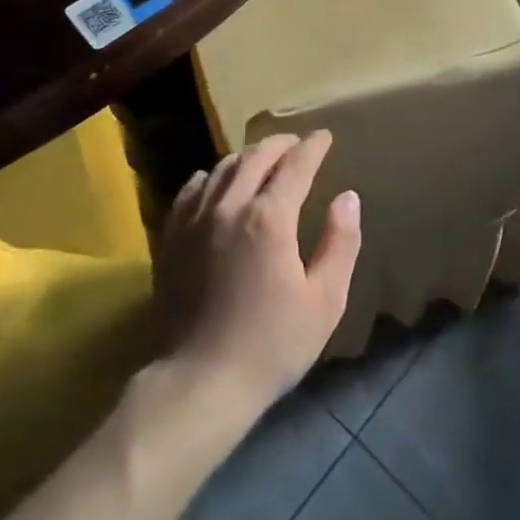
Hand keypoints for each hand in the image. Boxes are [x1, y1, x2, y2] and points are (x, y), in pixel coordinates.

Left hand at [155, 131, 361, 412]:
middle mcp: (229, 207)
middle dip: (280, 144)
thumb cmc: (271, 344)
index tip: (325, 137)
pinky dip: (209, 177)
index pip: (295, 165)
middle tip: (297, 143)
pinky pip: (190, 191)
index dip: (313, 147)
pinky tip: (214, 181)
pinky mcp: (171, 239)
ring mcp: (194, 221)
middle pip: (255, 157)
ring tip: (262, 159)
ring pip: (221, 169)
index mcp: (269, 218)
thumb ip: (340, 243)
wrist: (199, 383)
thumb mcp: (324, 300)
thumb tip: (348, 198)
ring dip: (246, 157)